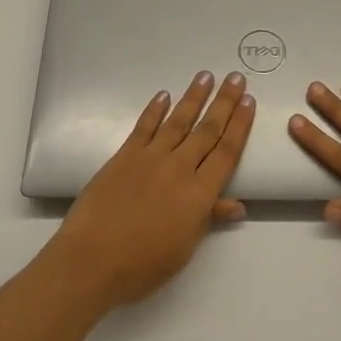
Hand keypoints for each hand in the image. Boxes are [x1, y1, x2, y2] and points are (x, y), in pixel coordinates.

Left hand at [51, 70, 254, 309]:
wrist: (91, 259)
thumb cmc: (142, 264)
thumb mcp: (184, 249)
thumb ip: (208, 219)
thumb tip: (237, 205)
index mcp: (199, 194)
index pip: (226, 152)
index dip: (240, 125)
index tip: (249, 101)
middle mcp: (179, 168)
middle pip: (207, 130)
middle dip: (224, 102)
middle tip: (235, 78)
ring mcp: (150, 158)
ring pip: (178, 121)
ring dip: (194, 97)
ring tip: (206, 76)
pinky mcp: (124, 156)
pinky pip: (144, 127)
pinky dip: (155, 110)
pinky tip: (164, 95)